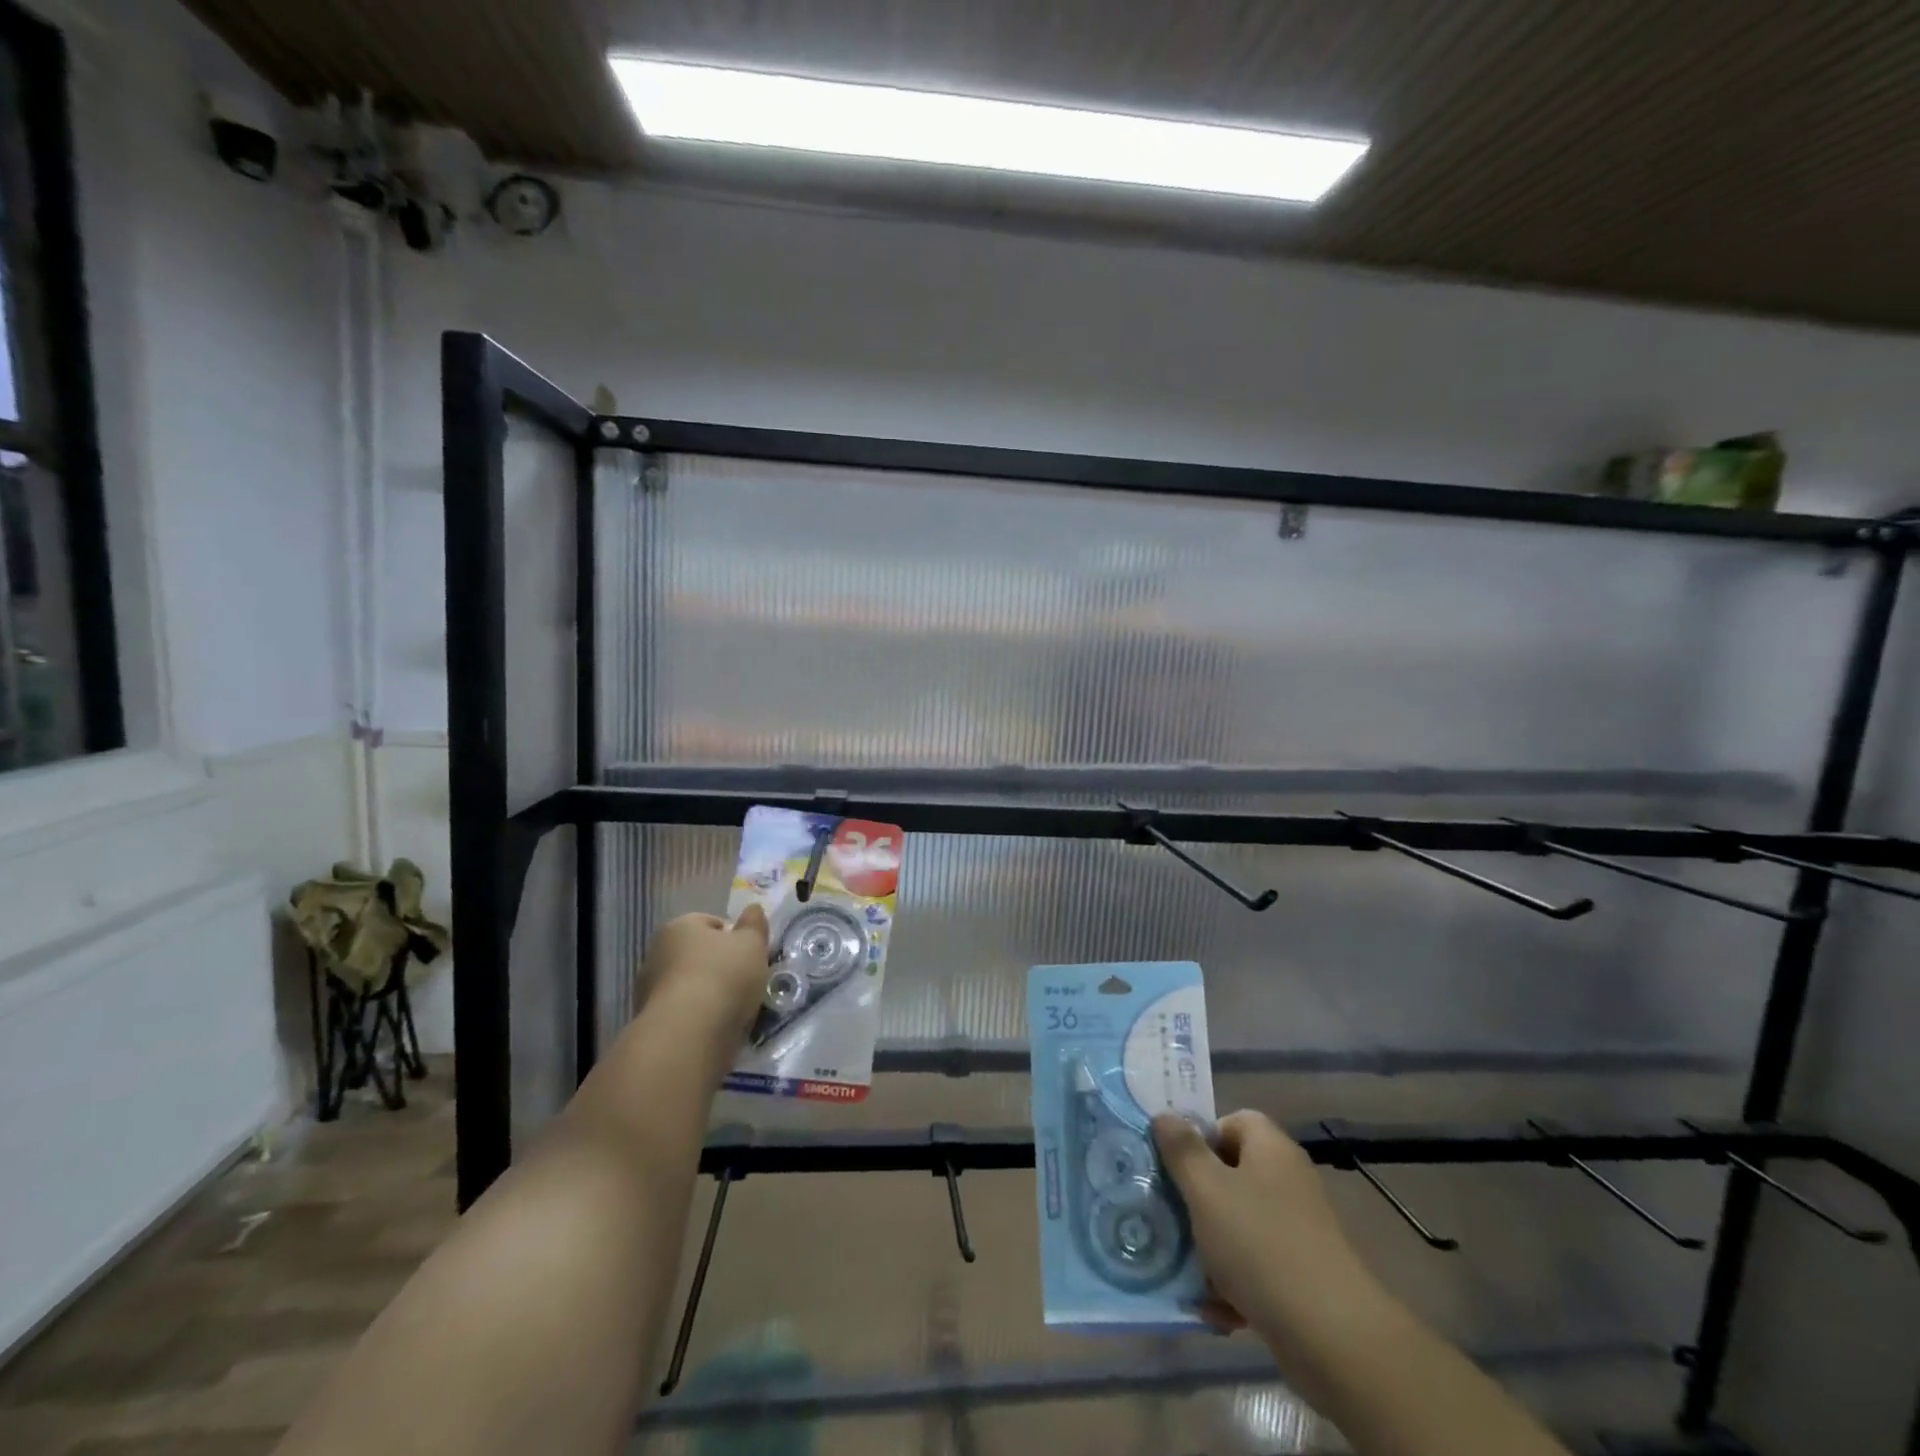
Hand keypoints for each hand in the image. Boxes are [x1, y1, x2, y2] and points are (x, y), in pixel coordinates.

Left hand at [637, 906, 769, 1040]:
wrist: (688, 1035)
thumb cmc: (723, 976)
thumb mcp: (752, 943)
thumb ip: (754, 923)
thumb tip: (752, 908)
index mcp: (678, 927)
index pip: (711, 922)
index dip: (734, 937)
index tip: (750, 955)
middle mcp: (656, 953)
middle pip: (697, 954)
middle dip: (719, 966)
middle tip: (744, 981)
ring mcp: (648, 991)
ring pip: (689, 985)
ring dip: (708, 994)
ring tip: (733, 1009)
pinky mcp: (649, 1024)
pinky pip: (682, 1013)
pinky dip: (697, 1018)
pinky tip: (715, 1028)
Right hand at [1153, 1110, 1391, 1348]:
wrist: (1334, 1339)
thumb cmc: (1260, 1245)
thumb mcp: (1206, 1190)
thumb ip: (1181, 1150)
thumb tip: (1164, 1115)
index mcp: (1271, 1149)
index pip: (1232, 1121)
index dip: (1201, 1139)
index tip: (1176, 1168)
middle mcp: (1289, 1181)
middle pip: (1232, 1174)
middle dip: (1198, 1199)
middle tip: (1171, 1218)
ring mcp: (1300, 1230)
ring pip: (1240, 1223)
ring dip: (1212, 1247)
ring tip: (1189, 1272)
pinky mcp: (1304, 1275)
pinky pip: (1258, 1265)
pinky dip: (1236, 1284)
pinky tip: (1217, 1309)